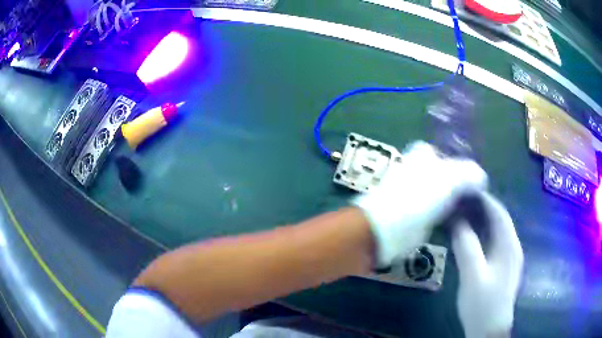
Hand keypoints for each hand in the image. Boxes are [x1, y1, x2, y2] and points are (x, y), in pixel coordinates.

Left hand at [352, 141, 487, 266]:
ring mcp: (418, 194)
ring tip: (476, 212)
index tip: (479, 181)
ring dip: (459, 203)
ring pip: (446, 196)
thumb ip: (470, 173)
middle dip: (464, 187)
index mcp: (424, 155)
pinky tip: (463, 223)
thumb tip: (482, 178)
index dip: (465, 166)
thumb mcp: (451, 177)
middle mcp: (420, 171)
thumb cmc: (419, 195)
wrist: (388, 228)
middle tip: (480, 199)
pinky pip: (440, 213)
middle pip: (449, 176)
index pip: (450, 155)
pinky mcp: (417, 215)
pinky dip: (451, 217)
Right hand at [452, 192, 522, 337]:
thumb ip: (467, 247)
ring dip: (481, 222)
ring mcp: (508, 258)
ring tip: (462, 216)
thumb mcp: (473, 276)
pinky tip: (470, 238)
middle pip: (499, 221)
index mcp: (509, 246)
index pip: (500, 214)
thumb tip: (457, 221)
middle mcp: (512, 247)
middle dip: (481, 209)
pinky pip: (493, 243)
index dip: (484, 200)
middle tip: (460, 202)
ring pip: (496, 232)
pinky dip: (482, 235)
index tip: (466, 191)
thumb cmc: (483, 304)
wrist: (488, 329)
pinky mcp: (502, 268)